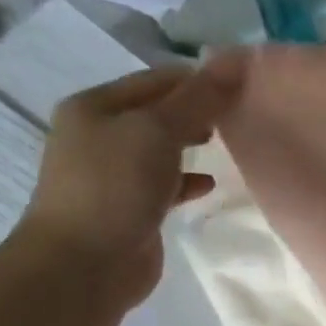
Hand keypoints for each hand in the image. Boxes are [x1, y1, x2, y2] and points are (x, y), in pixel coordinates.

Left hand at [18, 64, 234, 306]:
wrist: (83, 266)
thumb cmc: (115, 188)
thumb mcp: (158, 132)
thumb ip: (199, 99)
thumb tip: (237, 59)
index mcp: (95, 106)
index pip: (156, 80)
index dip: (198, 80)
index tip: (242, 88)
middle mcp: (99, 135)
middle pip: (157, 113)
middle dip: (196, 113)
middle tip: (238, 118)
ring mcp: (112, 175)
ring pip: (160, 150)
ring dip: (191, 146)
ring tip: (228, 146)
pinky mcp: (129, 209)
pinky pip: (163, 185)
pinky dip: (186, 181)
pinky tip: (209, 186)